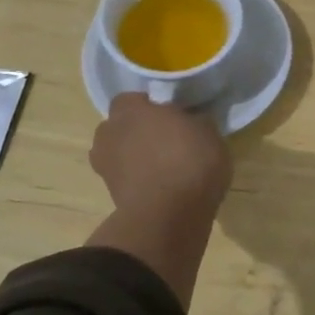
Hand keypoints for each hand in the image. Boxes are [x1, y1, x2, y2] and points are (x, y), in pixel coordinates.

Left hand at [89, 94, 231, 219]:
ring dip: (136, 158)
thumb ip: (194, 122)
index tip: (172, 117)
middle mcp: (109, 133)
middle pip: (122, 127)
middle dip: (139, 132)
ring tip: (165, 167)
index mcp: (130, 109)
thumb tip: (190, 122)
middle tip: (168, 140)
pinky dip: (139, 181)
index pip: (133, 99)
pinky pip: (126, 178)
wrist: (169, 215)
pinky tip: (163, 187)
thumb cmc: (190, 160)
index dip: (152, 107)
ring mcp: (105, 166)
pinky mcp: (110, 195)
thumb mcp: (209, 132)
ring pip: (121, 154)